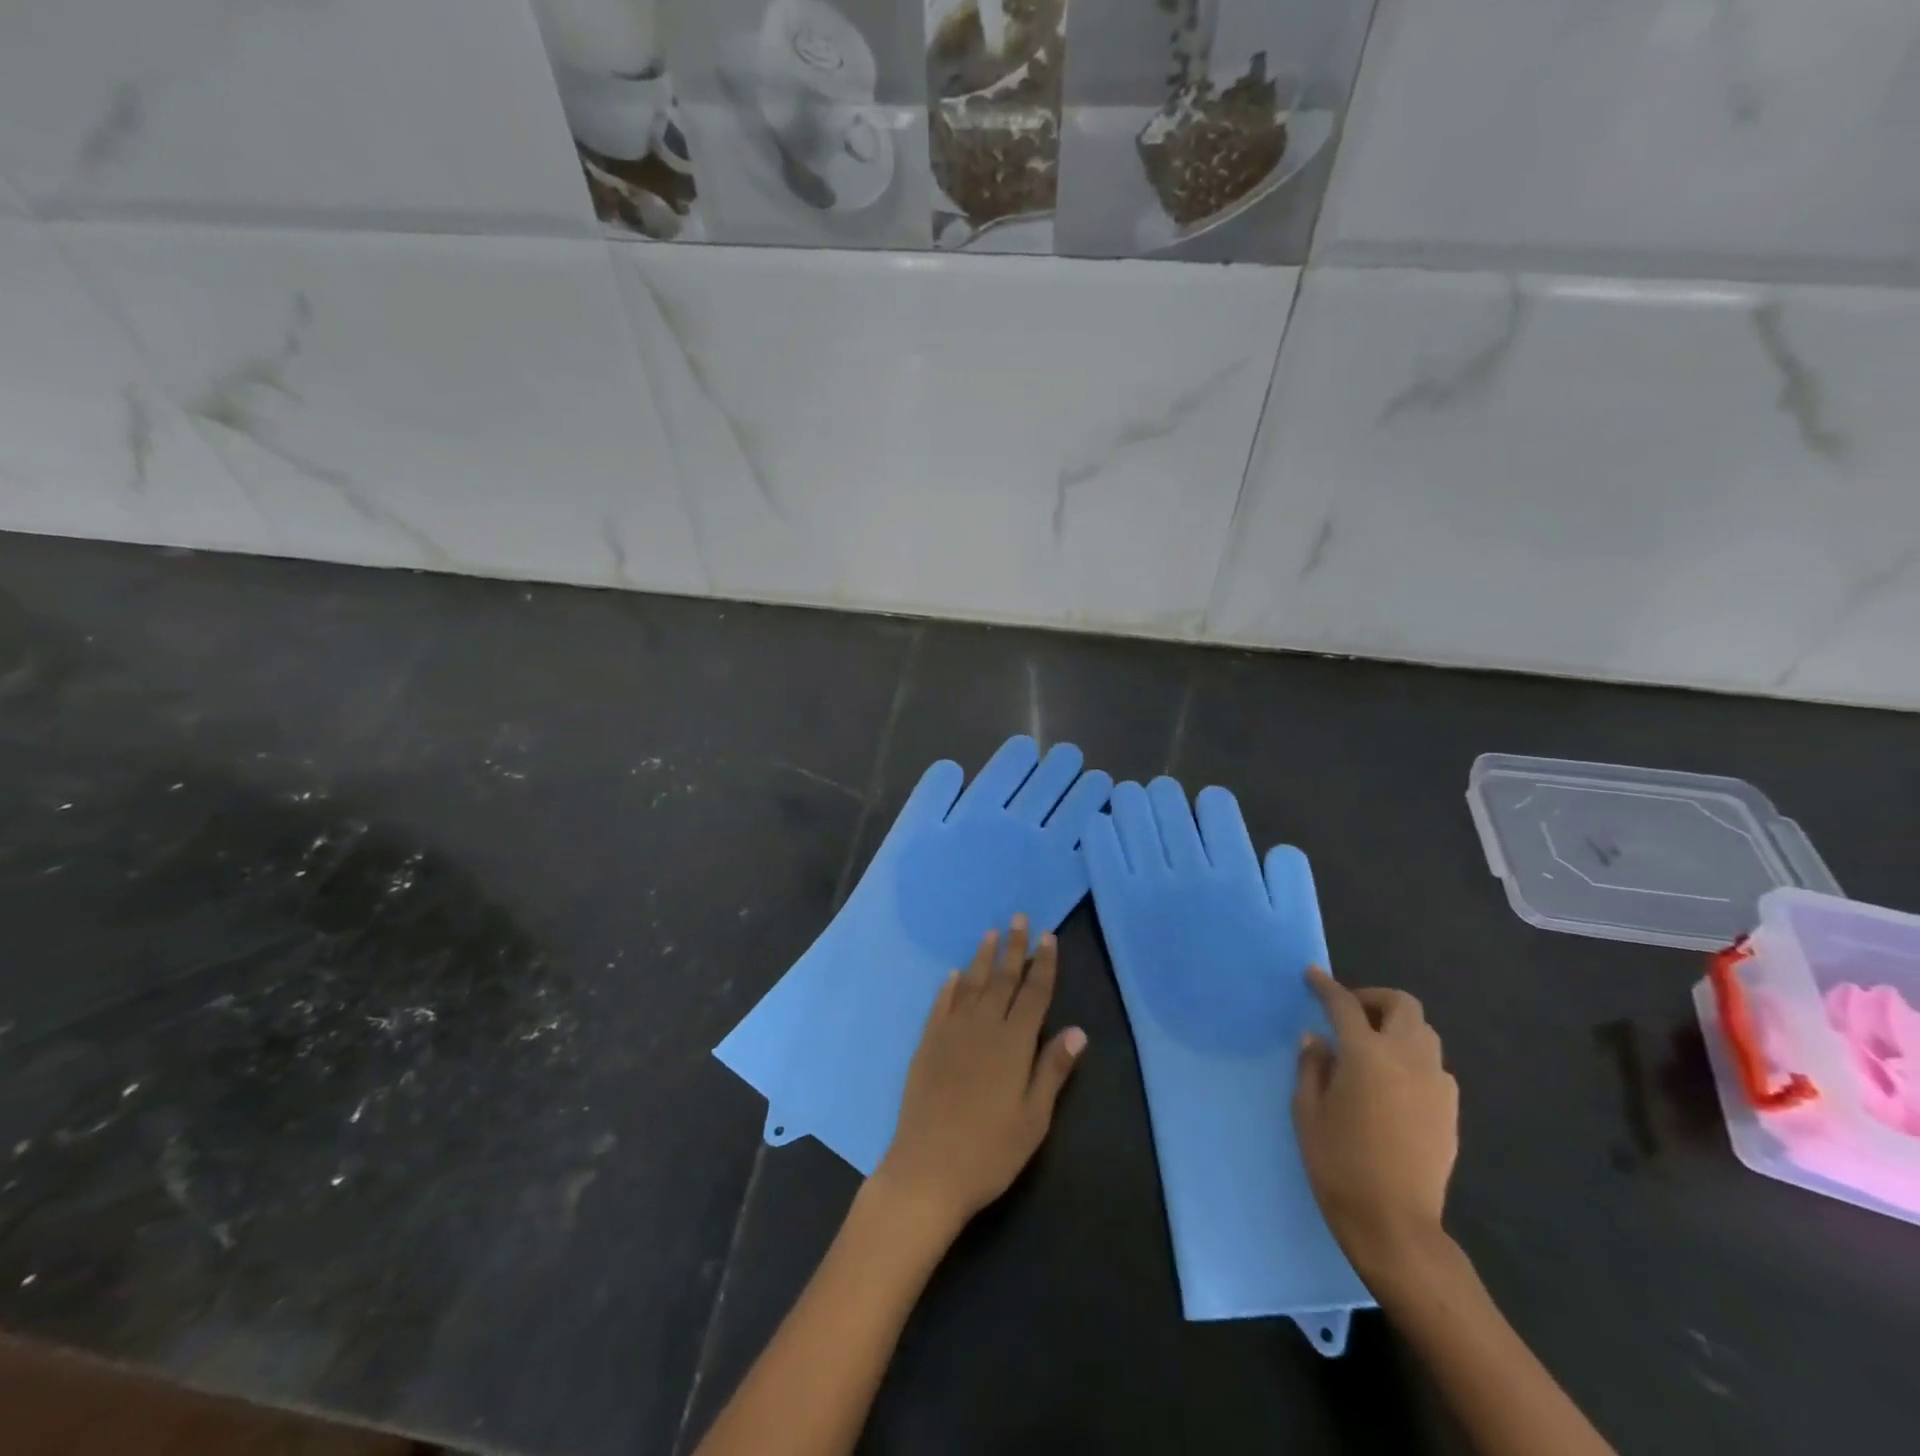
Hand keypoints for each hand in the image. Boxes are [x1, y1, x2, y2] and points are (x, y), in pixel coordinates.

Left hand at [872, 917, 1086, 1239]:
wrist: (928, 1169)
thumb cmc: (990, 1150)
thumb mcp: (1033, 1118)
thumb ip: (1053, 1069)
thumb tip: (1078, 1031)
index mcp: (1014, 1043)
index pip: (1034, 993)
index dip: (1043, 964)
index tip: (1048, 936)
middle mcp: (983, 1027)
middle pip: (1003, 979)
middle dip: (1014, 948)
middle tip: (1020, 918)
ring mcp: (951, 1032)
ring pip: (972, 984)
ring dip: (983, 958)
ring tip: (991, 933)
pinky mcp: (928, 1043)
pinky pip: (941, 1004)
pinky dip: (950, 986)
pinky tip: (954, 974)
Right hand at [1293, 967, 1458, 1287]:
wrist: (1395, 1225)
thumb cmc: (1338, 1164)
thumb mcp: (1307, 1111)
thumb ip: (1312, 1067)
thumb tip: (1318, 1040)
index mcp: (1367, 1054)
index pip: (1345, 1005)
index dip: (1326, 986)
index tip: (1312, 976)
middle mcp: (1407, 1059)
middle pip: (1403, 1005)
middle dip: (1374, 998)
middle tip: (1350, 1012)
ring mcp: (1436, 1084)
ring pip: (1424, 1033)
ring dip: (1397, 1027)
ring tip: (1372, 1046)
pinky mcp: (1450, 1110)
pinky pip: (1433, 1065)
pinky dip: (1412, 1057)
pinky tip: (1392, 1082)